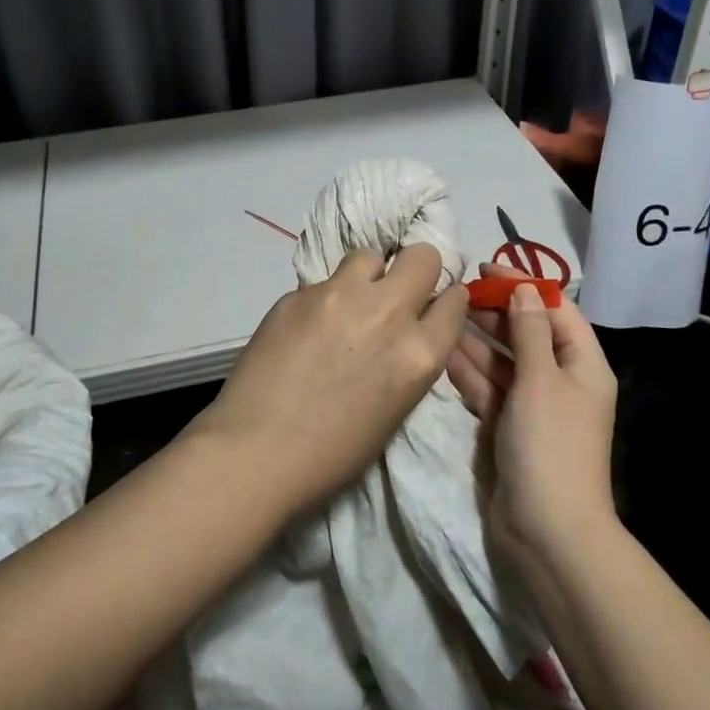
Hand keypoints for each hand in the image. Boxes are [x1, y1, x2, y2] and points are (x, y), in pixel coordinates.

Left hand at [197, 244, 468, 514]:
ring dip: (368, 276)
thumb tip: (405, 332)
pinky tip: (306, 329)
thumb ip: (408, 359)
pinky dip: (324, 299)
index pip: (454, 300)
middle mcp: (386, 312)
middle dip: (416, 270)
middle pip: (421, 256)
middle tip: (395, 294)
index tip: (431, 306)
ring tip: (348, 305)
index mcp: (419, 352)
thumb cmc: (333, 453)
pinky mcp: (298, 293)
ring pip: (370, 256)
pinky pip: (324, 282)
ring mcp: (339, 296)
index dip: (444, 301)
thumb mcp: (395, 409)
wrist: (255, 451)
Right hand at [447, 263, 617, 568]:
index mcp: (582, 365)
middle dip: (495, 312)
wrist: (546, 530)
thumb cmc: (550, 443)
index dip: (523, 285)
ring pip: (502, 361)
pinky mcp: (506, 427)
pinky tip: (442, 353)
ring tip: (442, 314)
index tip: (486, 267)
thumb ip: (528, 332)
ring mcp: (531, 405)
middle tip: (455, 291)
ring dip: (476, 340)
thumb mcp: (540, 379)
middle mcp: (559, 380)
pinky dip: (468, 372)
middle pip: (526, 334)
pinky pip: (487, 389)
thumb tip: (523, 290)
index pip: (555, 310)